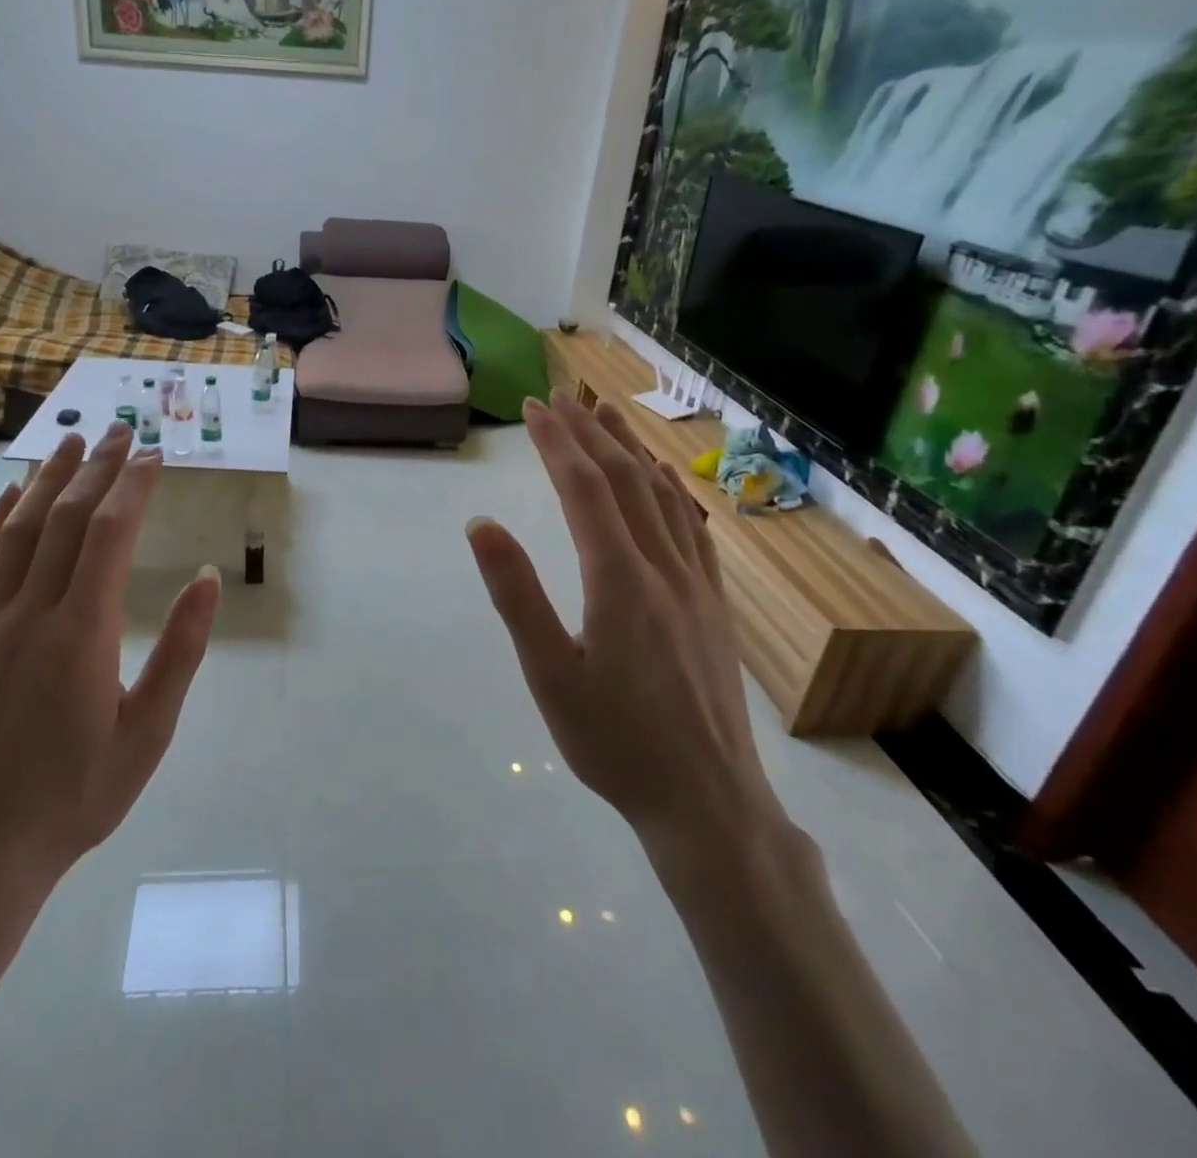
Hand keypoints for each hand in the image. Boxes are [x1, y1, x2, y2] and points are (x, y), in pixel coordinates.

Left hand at [0, 422, 220, 932]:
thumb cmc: (77, 795)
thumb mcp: (149, 733)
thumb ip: (180, 651)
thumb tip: (206, 579)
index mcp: (82, 633)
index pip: (109, 534)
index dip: (133, 486)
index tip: (154, 454)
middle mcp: (32, 613)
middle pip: (66, 518)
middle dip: (96, 468)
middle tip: (120, 431)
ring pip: (20, 530)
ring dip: (48, 480)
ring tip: (70, 442)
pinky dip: (0, 520)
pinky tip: (12, 498)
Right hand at [466, 394, 784, 857]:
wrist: (707, 800)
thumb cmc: (614, 741)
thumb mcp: (548, 674)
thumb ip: (516, 594)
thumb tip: (482, 525)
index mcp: (619, 580)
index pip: (584, 489)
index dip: (557, 442)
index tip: (534, 407)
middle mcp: (663, 567)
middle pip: (625, 480)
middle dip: (590, 433)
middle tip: (564, 396)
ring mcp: (697, 584)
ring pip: (664, 497)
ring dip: (632, 449)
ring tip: (609, 415)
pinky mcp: (714, 604)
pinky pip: (693, 528)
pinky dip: (672, 490)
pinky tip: (666, 479)